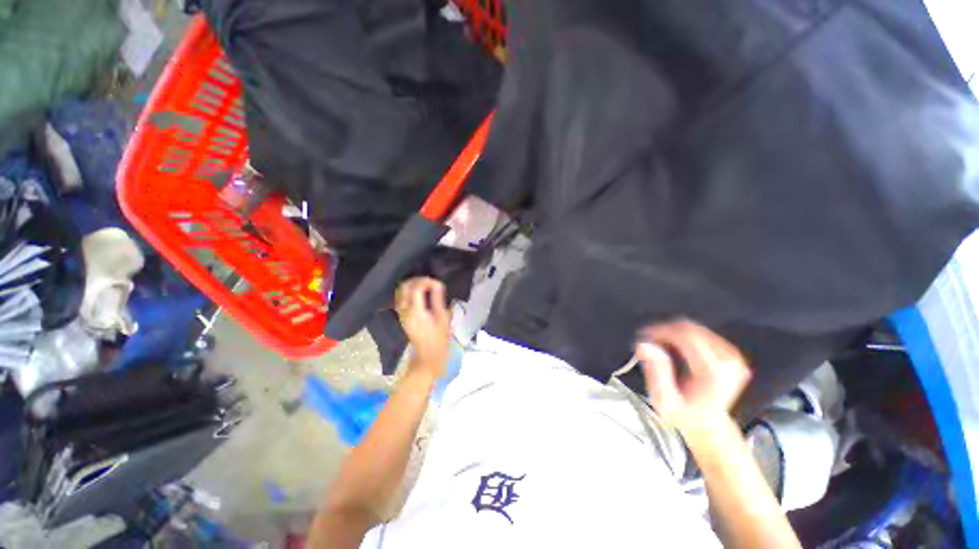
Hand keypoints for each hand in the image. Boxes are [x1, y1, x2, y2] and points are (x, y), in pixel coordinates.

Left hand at [395, 277, 450, 377]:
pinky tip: (421, 293)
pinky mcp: (402, 316)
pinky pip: (401, 298)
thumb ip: (438, 300)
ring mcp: (401, 313)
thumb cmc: (438, 339)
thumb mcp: (442, 319)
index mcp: (416, 311)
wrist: (427, 356)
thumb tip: (438, 285)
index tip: (438, 284)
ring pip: (401, 291)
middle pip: (405, 287)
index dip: (427, 282)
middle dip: (417, 280)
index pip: (416, 288)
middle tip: (431, 281)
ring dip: (413, 284)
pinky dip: (409, 291)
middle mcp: (405, 310)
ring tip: (427, 285)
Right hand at [636, 320, 750, 434]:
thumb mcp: (665, 401)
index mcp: (713, 372)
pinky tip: (673, 348)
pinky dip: (682, 337)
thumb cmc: (684, 415)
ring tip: (658, 347)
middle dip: (664, 330)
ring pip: (694, 328)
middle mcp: (728, 360)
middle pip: (690, 329)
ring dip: (672, 333)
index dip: (661, 331)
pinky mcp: (732, 353)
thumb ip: (656, 372)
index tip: (643, 336)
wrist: (710, 425)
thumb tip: (645, 345)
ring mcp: (733, 356)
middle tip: (648, 341)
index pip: (685, 335)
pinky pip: (701, 334)